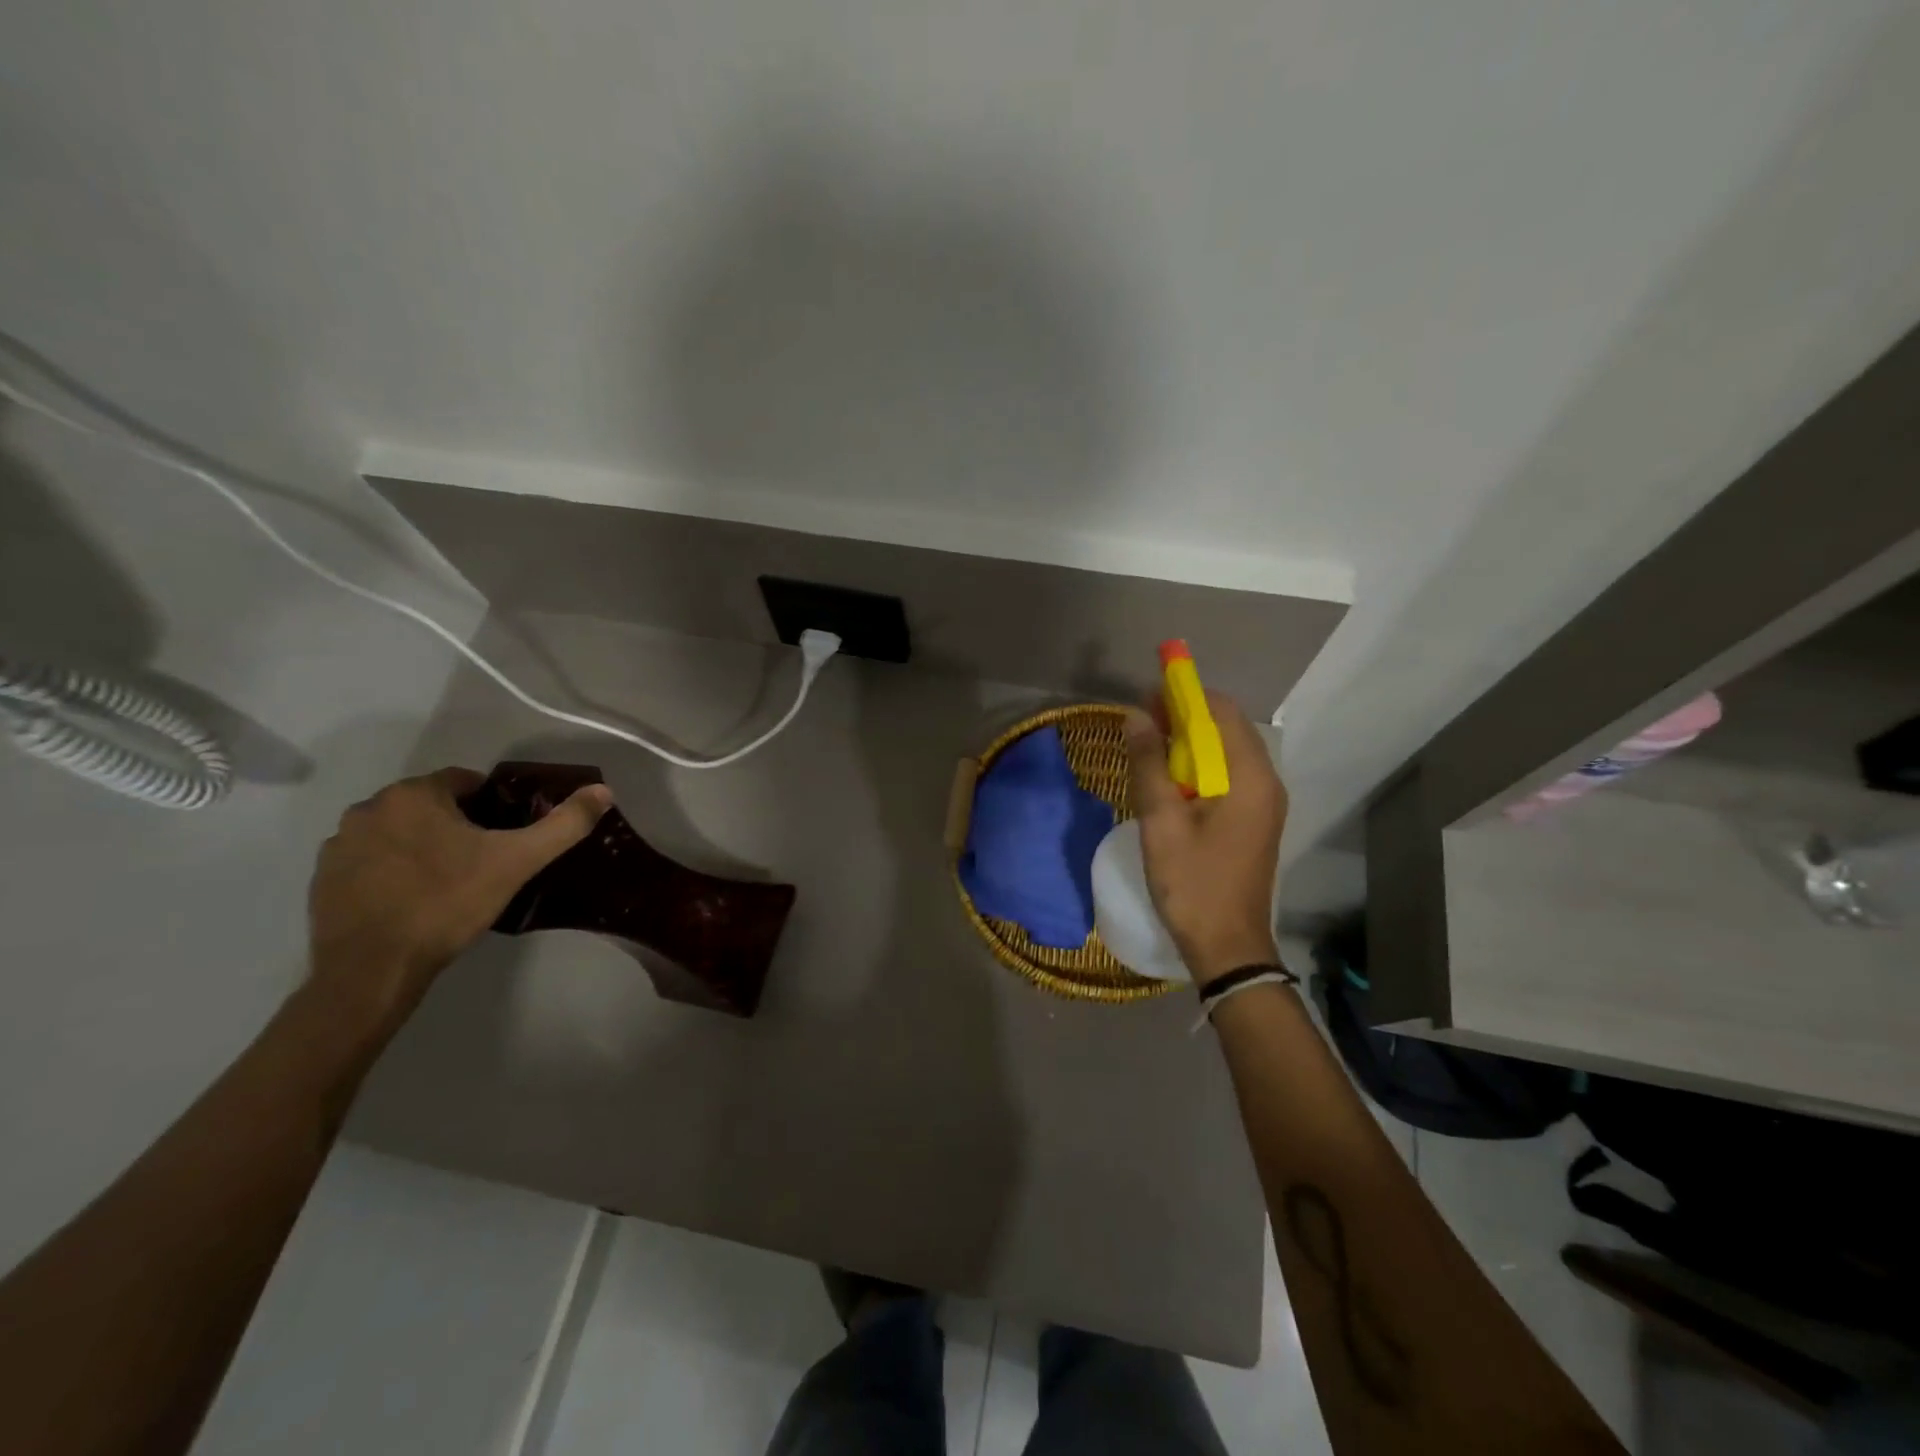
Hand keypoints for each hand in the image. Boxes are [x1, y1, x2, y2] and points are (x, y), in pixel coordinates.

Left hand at [307, 767, 611, 1026]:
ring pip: (399, 831)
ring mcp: (339, 843)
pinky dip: (392, 870)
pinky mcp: (321, 878)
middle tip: (484, 861)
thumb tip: (604, 791)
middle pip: (431, 805)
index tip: (506, 836)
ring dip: (422, 845)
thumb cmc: (448, 903)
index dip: (493, 805)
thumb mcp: (518, 862)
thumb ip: (564, 824)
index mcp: (415, 795)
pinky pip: (370, 859)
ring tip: (448, 883)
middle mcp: (369, 808)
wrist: (373, 969)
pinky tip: (411, 900)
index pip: (466, 781)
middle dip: (457, 824)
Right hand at [1124, 693, 1287, 985]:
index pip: (1222, 711)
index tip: (1147, 697)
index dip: (1184, 695)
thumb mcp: (1161, 821)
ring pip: (1226, 753)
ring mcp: (1264, 803)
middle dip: (1184, 718)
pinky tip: (1169, 782)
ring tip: (1149, 750)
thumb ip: (1149, 764)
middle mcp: (1267, 782)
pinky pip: (1227, 777)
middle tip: (1142, 724)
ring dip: (1189, 744)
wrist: (1228, 946)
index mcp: (1250, 777)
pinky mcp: (1254, 821)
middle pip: (1226, 728)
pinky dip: (1198, 768)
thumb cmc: (1193, 883)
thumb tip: (1135, 716)